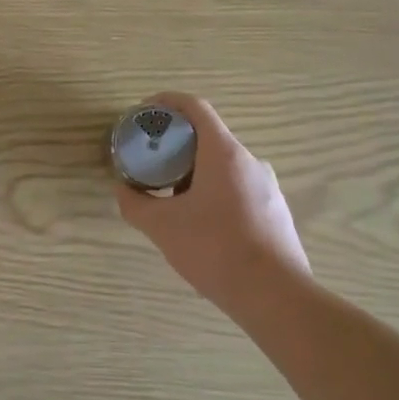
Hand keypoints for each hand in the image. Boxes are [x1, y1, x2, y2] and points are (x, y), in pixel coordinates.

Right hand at [114, 92, 311, 315]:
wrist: (276, 297)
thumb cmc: (215, 249)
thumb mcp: (162, 227)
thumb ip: (135, 204)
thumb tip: (122, 189)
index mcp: (224, 153)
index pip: (195, 107)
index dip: (167, 102)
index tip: (144, 112)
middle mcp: (250, 161)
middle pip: (208, 137)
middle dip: (176, 144)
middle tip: (151, 162)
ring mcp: (268, 187)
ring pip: (224, 166)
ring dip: (195, 171)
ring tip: (171, 197)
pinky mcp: (276, 212)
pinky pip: (238, 189)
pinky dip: (214, 192)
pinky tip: (201, 224)